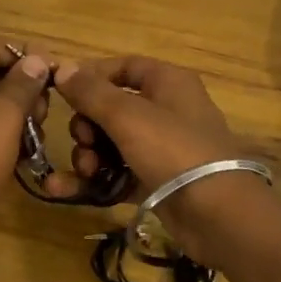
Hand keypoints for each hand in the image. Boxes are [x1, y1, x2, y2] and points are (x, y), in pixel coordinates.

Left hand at [0, 35, 50, 249]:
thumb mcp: (2, 117)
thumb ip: (22, 85)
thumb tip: (36, 59)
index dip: (25, 53)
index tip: (56, 76)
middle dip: (25, 90)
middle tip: (43, 116)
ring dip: (19, 118)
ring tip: (35, 142)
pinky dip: (5, 141)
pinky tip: (22, 161)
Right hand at [53, 54, 272, 258]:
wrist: (219, 215)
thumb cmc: (174, 150)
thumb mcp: (128, 116)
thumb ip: (91, 92)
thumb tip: (62, 67)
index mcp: (168, 82)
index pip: (124, 66)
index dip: (91, 76)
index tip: (61, 91)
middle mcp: (167, 110)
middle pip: (113, 108)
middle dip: (87, 125)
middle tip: (83, 141)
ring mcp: (162, 148)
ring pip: (112, 143)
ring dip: (89, 155)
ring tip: (86, 170)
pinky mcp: (156, 181)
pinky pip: (117, 173)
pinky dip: (94, 180)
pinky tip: (62, 189)